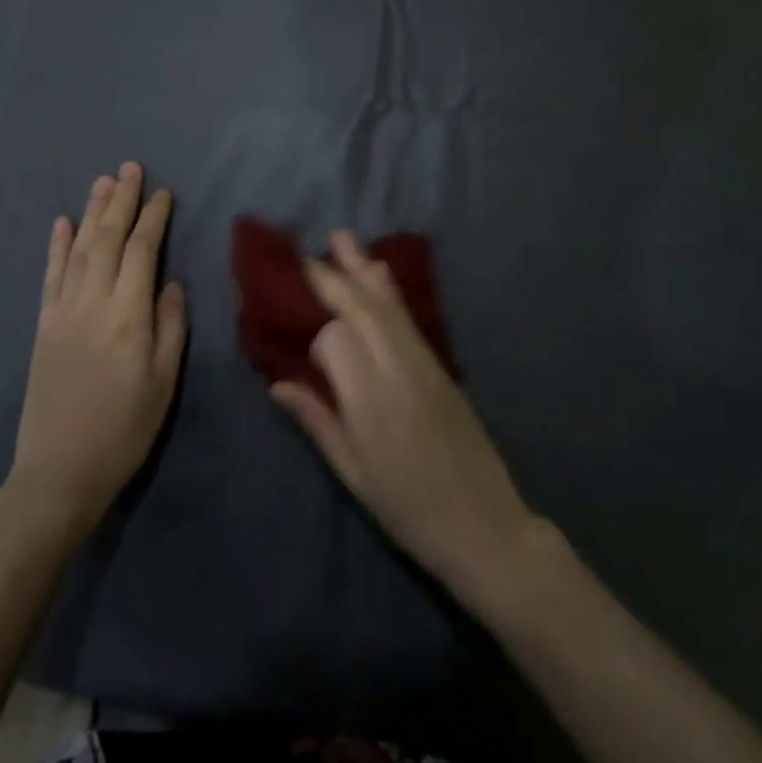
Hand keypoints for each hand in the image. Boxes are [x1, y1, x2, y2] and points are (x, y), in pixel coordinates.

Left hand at [7, 162, 186, 540]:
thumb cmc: (125, 429)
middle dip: (122, 201)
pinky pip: (51, 276)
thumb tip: (170, 282)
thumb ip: (170, 326)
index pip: (141, 252)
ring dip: (92, 212)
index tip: (163, 193)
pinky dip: (57, 246)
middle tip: (131, 168)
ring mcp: (63, 312)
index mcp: (128, 316)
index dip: (153, 219)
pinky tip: (62, 223)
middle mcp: (93, 303)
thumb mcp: (164, 382)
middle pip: (108, 239)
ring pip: (79, 249)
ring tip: (103, 181)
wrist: (60, 471)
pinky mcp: (43, 325)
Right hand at [270, 233, 537, 605]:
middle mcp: (397, 369)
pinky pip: (408, 316)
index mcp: (370, 400)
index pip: (335, 339)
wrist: (483, 525)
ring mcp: (424, 362)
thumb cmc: (407, 508)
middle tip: (303, 253)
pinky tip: (377, 272)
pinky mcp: (440, 364)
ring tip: (340, 237)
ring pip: (388, 304)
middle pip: (362, 308)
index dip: (313, 333)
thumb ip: (316, 420)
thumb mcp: (352, 473)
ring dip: (362, 268)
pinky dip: (388, 289)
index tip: (295, 336)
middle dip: (332, 277)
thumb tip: (277, 383)